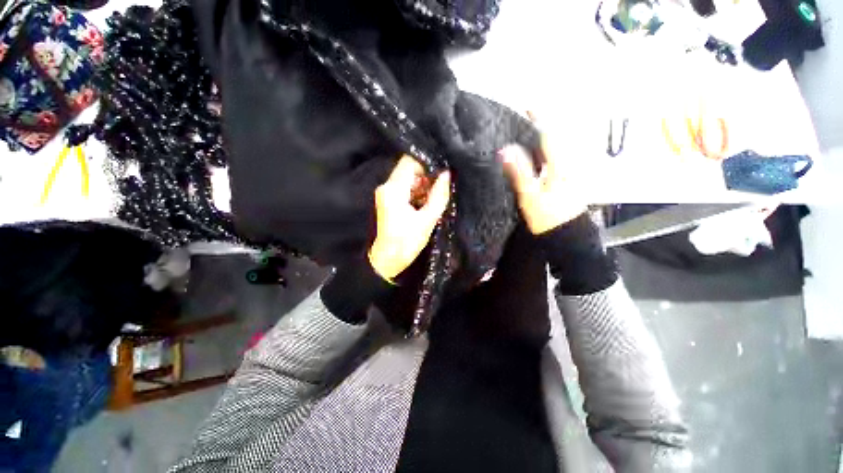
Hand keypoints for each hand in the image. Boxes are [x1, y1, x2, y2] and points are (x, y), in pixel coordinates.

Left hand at [369, 155, 450, 279]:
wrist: (387, 260)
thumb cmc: (406, 243)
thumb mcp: (427, 220)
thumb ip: (438, 195)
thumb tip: (447, 174)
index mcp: (394, 189)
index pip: (410, 161)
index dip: (428, 163)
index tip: (442, 172)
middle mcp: (387, 186)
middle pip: (409, 168)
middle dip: (427, 175)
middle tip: (442, 186)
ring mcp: (386, 192)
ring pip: (408, 177)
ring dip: (423, 184)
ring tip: (435, 196)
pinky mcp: (388, 199)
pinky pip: (405, 187)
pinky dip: (417, 191)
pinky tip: (426, 202)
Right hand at [501, 118, 586, 234]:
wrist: (567, 239)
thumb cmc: (548, 218)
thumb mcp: (530, 196)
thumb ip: (519, 172)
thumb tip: (505, 149)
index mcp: (560, 165)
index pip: (550, 135)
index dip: (539, 119)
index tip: (526, 106)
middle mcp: (567, 165)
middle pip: (555, 140)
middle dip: (540, 127)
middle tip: (521, 122)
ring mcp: (568, 174)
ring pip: (555, 150)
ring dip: (542, 140)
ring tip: (524, 136)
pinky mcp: (565, 182)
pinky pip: (554, 161)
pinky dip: (543, 153)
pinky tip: (533, 157)